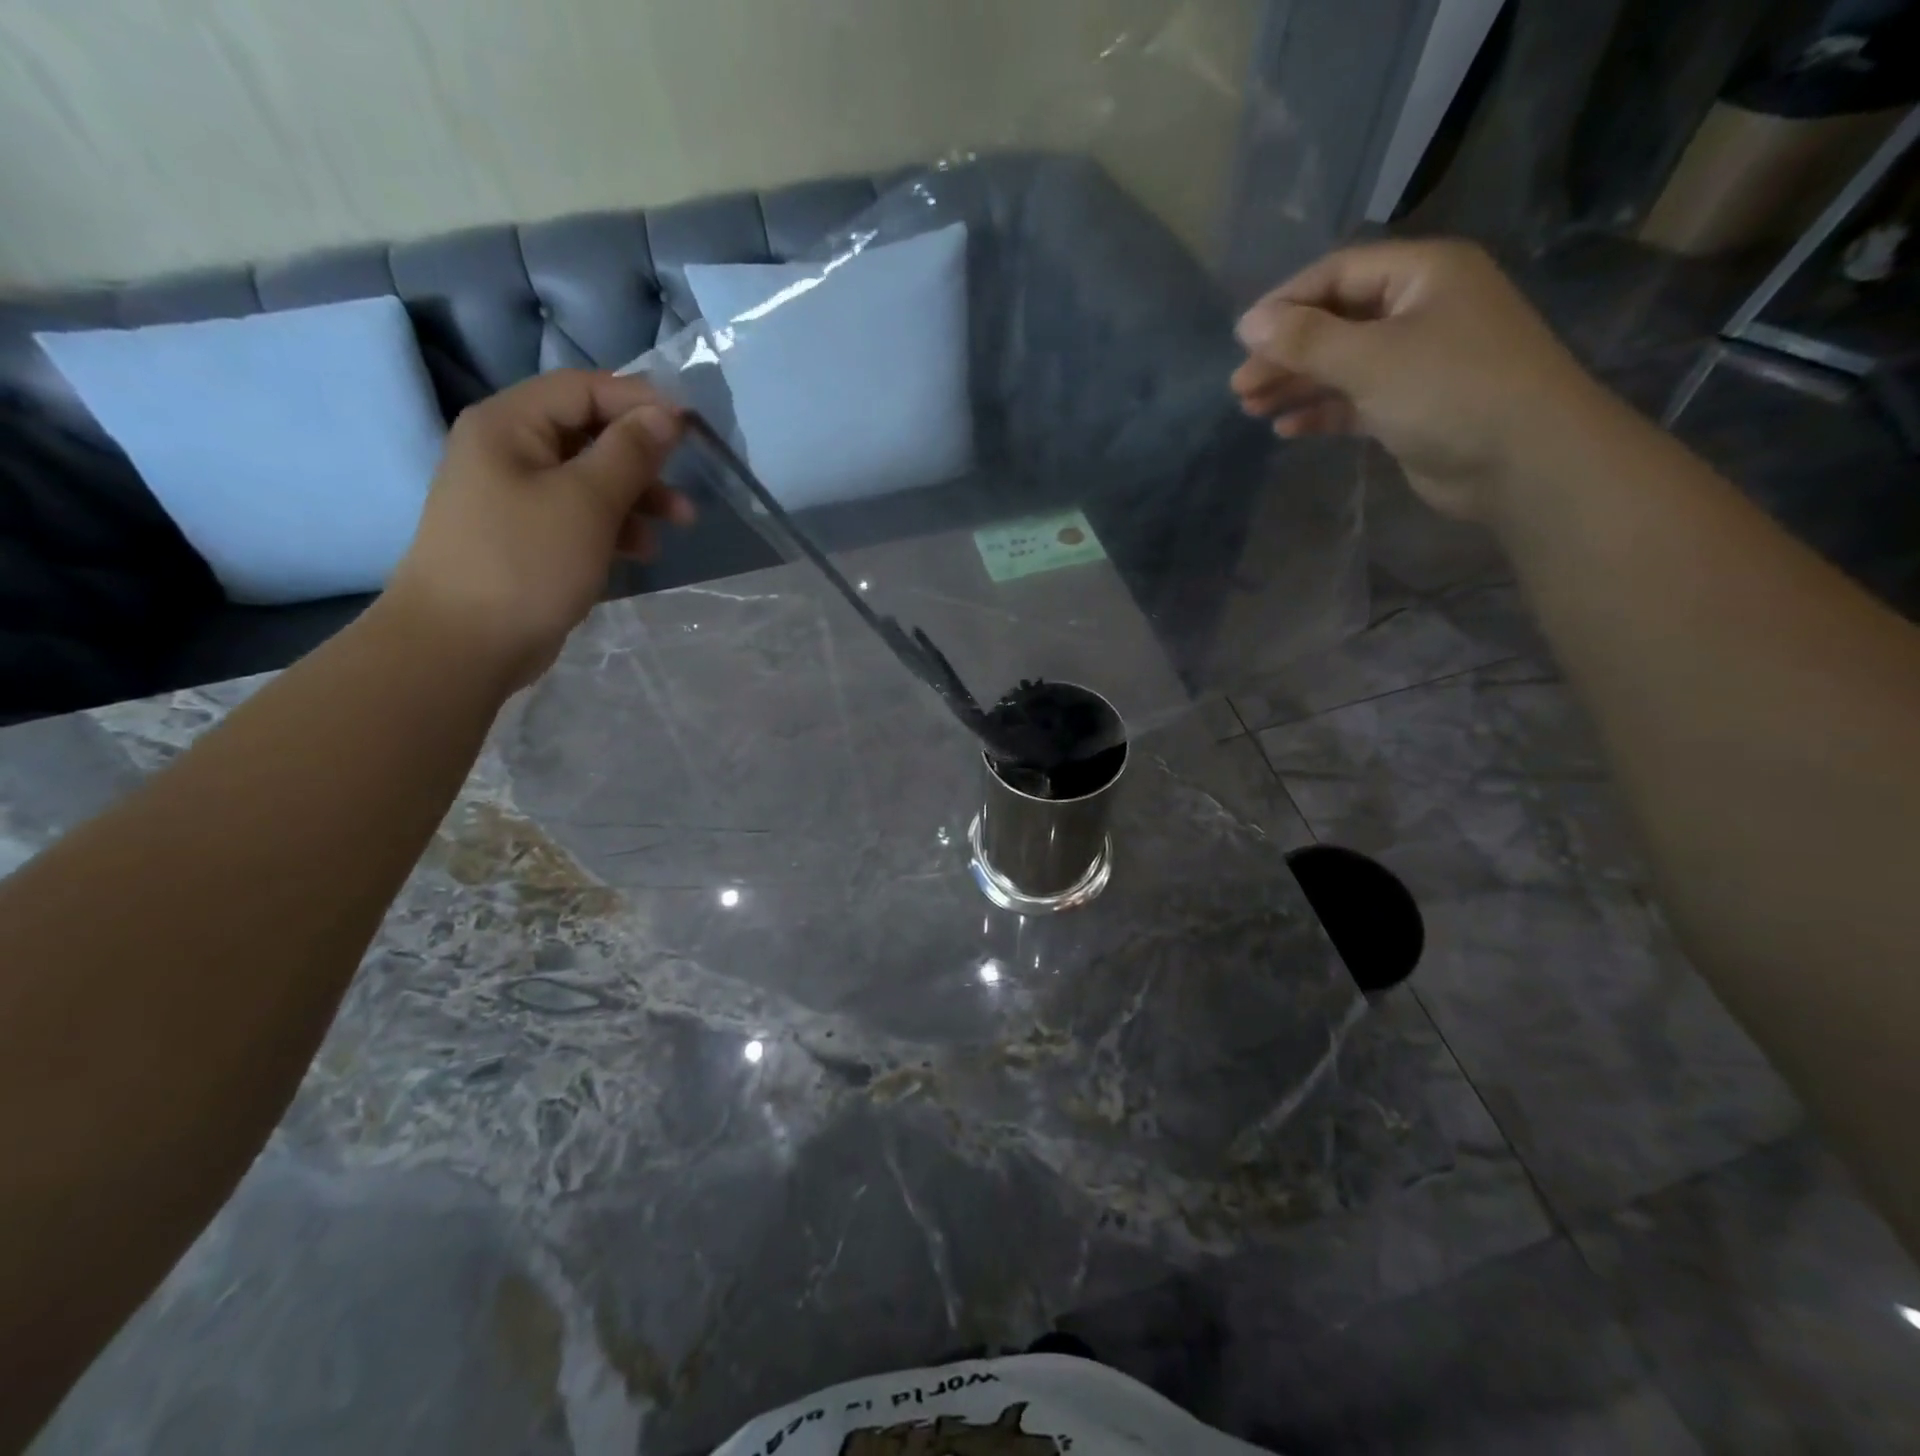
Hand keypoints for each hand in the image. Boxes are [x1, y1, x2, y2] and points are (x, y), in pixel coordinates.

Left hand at [387, 371, 693, 688]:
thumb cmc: (525, 562)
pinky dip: (616, 527)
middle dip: (644, 458)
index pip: (583, 389)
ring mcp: (516, 497)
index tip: (691, 428)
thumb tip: (666, 414)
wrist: (463, 645)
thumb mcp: (587, 502)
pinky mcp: (528, 538)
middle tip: (687, 483)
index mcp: (509, 425)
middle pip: (589, 434)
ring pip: (591, 480)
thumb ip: (630, 453)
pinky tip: (642, 552)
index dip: (640, 401)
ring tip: (679, 525)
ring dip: (638, 497)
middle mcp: (508, 451)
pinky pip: (581, 516)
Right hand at [1231, 239, 1603, 521]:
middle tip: (1240, 386)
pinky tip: (1287, 430)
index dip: (1286, 304)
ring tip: (1252, 408)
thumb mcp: (1371, 358)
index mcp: (1422, 274)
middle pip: (1336, 322)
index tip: (1241, 339)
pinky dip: (1322, 412)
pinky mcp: (1412, 406)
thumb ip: (1306, 340)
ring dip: (1297, 384)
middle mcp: (1420, 309)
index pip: (1338, 274)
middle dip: (1286, 352)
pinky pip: (1355, 400)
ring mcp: (1418, 360)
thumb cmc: (1449, 390)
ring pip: (1342, 364)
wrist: (1523, 460)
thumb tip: (1248, 324)